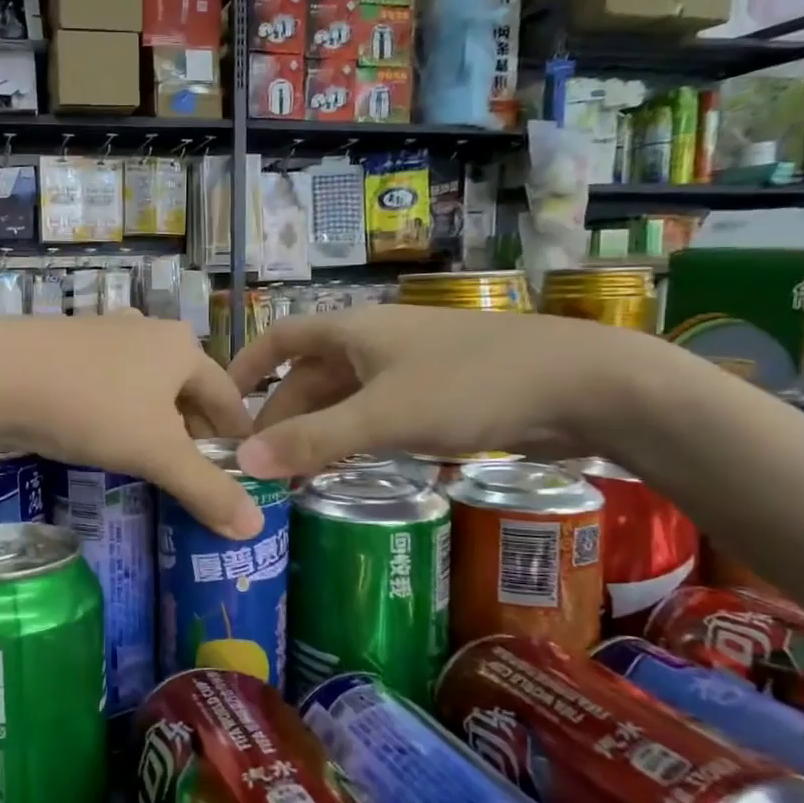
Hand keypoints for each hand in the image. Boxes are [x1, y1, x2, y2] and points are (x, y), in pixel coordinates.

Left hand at [0, 316, 261, 539]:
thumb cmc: (92, 408)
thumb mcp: (156, 453)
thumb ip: (206, 489)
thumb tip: (254, 527)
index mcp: (182, 347)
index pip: (228, 399)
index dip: (238, 439)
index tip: (245, 475)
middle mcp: (148, 334)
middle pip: (188, 392)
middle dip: (196, 435)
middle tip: (200, 479)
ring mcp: (104, 338)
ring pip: (148, 390)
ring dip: (158, 427)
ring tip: (158, 466)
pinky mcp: (67, 352)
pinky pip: (111, 389)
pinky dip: (122, 417)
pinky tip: (109, 442)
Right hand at [227, 306, 644, 479]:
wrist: (582, 384)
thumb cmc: (470, 386)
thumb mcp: (383, 416)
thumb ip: (313, 440)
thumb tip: (244, 460)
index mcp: (354, 330)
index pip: (282, 338)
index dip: (247, 365)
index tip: (220, 400)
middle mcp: (377, 341)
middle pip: (312, 375)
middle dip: (282, 414)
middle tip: (261, 461)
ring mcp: (411, 366)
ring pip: (346, 396)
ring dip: (318, 430)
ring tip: (296, 473)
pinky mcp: (442, 392)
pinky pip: (379, 411)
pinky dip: (355, 436)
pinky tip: (351, 465)